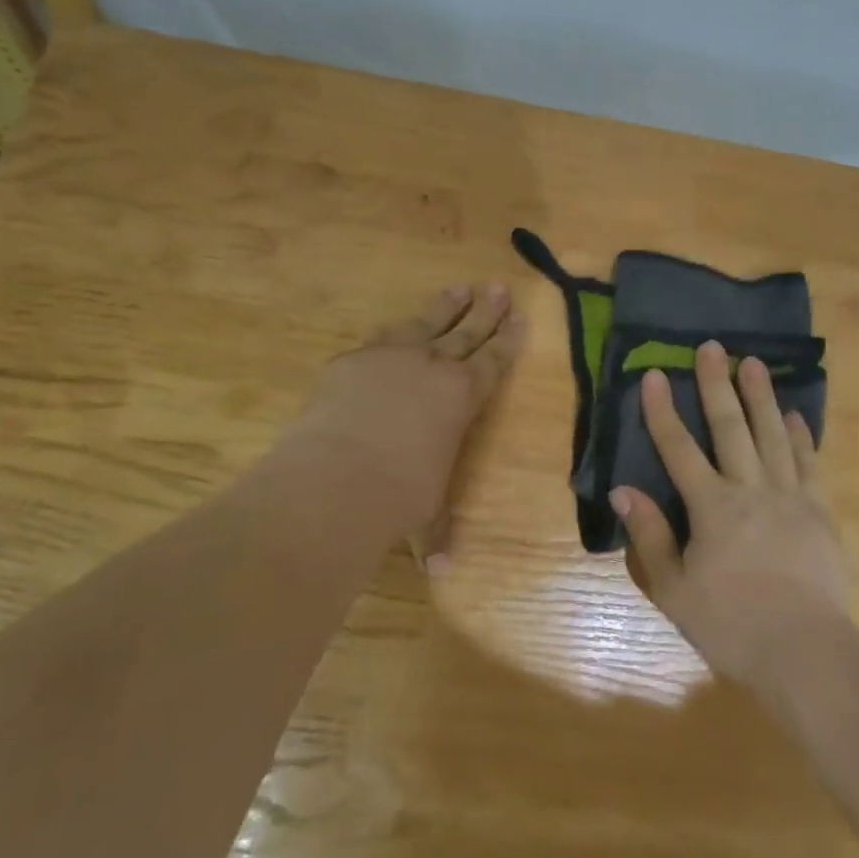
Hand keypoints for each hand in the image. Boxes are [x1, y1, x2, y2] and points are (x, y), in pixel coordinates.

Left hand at [287, 283, 525, 563]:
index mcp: (462, 396)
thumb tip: (437, 570)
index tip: (521, 317)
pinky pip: (379, 338)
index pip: (493, 360)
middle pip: (466, 330)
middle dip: (485, 309)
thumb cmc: (398, 497)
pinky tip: (394, 328)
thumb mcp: (424, 512)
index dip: (509, 339)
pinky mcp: (352, 360)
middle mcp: (432, 367)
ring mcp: (390, 357)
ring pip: (426, 322)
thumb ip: (433, 531)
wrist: (337, 476)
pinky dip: (392, 332)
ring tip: (458, 287)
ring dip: (445, 306)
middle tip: (498, 286)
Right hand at [612, 341, 848, 692]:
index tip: (653, 373)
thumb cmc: (732, 624)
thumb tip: (623, 490)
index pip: (679, 448)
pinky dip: (801, 436)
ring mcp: (791, 496)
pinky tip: (795, 415)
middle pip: (731, 427)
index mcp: (713, 506)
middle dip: (717, 385)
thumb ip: (650, 536)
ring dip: (761, 396)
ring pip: (773, 435)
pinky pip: (809, 463)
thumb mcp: (675, 589)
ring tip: (754, 363)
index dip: (663, 410)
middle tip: (713, 347)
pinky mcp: (821, 512)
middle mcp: (751, 489)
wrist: (807, 651)